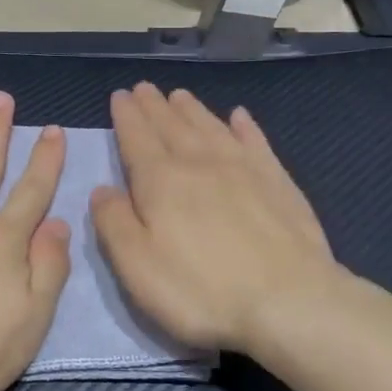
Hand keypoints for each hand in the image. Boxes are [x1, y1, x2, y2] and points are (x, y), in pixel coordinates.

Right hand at [90, 83, 337, 353]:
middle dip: (155, 106)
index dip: (126, 116)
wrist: (289, 302)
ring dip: (192, 110)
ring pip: (210, 127)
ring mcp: (244, 169)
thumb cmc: (201, 291)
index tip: (120, 96)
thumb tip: (102, 190)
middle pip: (172, 125)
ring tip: (179, 96)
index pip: (137, 138)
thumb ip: (114, 223)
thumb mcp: (137, 266)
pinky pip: (255, 141)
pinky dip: (244, 126)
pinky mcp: (278, 182)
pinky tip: (239, 117)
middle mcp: (200, 163)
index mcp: (161, 181)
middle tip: (145, 88)